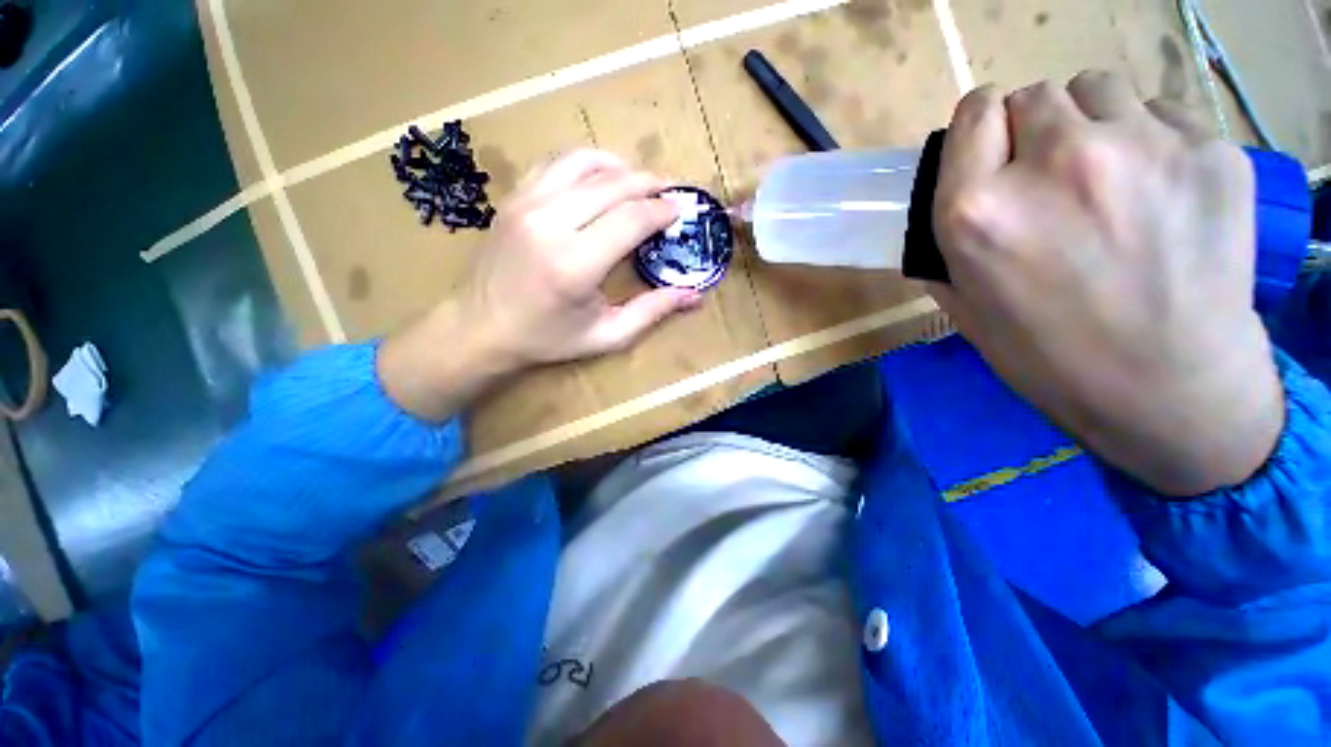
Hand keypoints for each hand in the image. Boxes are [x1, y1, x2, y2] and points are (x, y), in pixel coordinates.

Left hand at [379, 149, 701, 420]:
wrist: (480, 328)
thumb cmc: (547, 338)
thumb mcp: (606, 335)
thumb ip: (652, 312)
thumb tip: (695, 296)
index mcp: (575, 264)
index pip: (632, 219)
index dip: (662, 210)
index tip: (680, 210)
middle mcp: (550, 224)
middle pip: (613, 184)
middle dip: (649, 183)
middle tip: (669, 191)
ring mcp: (526, 204)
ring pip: (584, 163)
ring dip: (619, 167)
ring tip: (639, 181)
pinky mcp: (514, 198)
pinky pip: (555, 164)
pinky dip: (586, 164)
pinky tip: (600, 178)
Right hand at [929, 71, 1283, 496]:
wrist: (1167, 391)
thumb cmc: (1049, 357)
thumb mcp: (967, 308)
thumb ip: (946, 248)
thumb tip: (947, 209)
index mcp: (977, 211)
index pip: (975, 112)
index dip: (983, 128)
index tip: (993, 149)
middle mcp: (1052, 163)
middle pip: (1035, 96)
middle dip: (1034, 129)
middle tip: (1050, 176)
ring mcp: (1141, 148)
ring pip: (1099, 90)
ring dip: (1092, 123)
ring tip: (1107, 177)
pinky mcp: (1210, 151)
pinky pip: (1163, 114)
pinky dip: (1151, 141)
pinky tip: (1160, 193)